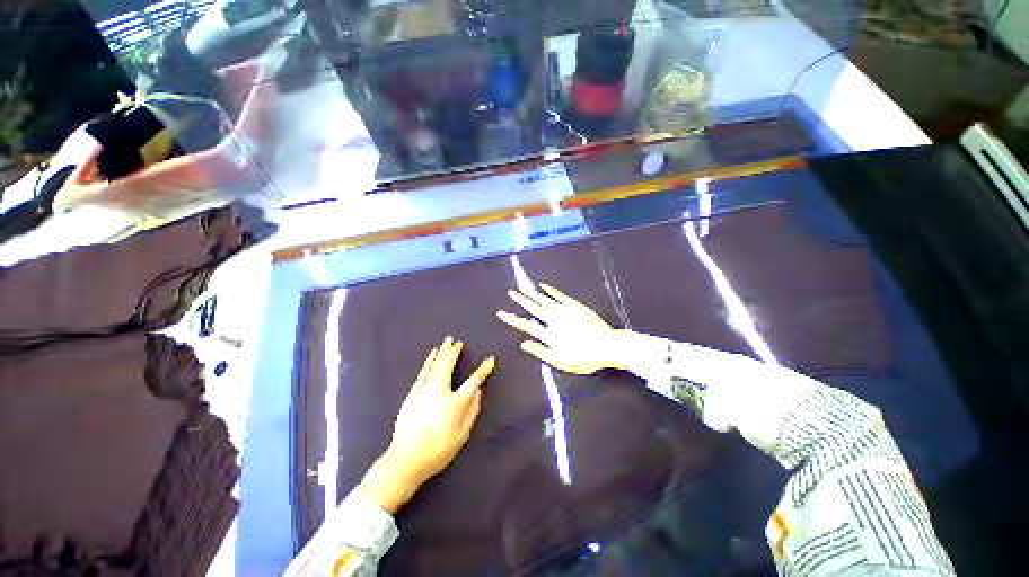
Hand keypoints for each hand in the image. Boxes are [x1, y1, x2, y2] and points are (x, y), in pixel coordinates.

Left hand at [360, 336, 494, 513]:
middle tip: (458, 341)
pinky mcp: (413, 394)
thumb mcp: (461, 435)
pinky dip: (428, 361)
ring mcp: (424, 391)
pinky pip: (423, 373)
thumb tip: (478, 392)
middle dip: (454, 352)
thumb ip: (472, 411)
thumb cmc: (438, 450)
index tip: (491, 359)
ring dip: (442, 352)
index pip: (473, 381)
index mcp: (455, 403)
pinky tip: (432, 355)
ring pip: (435, 366)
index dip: (483, 369)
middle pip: (448, 366)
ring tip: (446, 342)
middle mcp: (440, 392)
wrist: (405, 459)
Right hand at [497, 283, 627, 374]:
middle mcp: (554, 320)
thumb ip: (541, 352)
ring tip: (522, 286)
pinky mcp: (575, 305)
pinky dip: (550, 290)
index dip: (512, 319)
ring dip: (532, 293)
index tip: (501, 313)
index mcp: (549, 335)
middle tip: (511, 292)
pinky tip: (543, 286)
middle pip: (534, 308)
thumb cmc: (584, 358)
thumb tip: (524, 344)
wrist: (608, 345)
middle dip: (521, 299)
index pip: (526, 325)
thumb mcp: (561, 362)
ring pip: (544, 299)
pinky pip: (559, 295)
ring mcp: (565, 310)